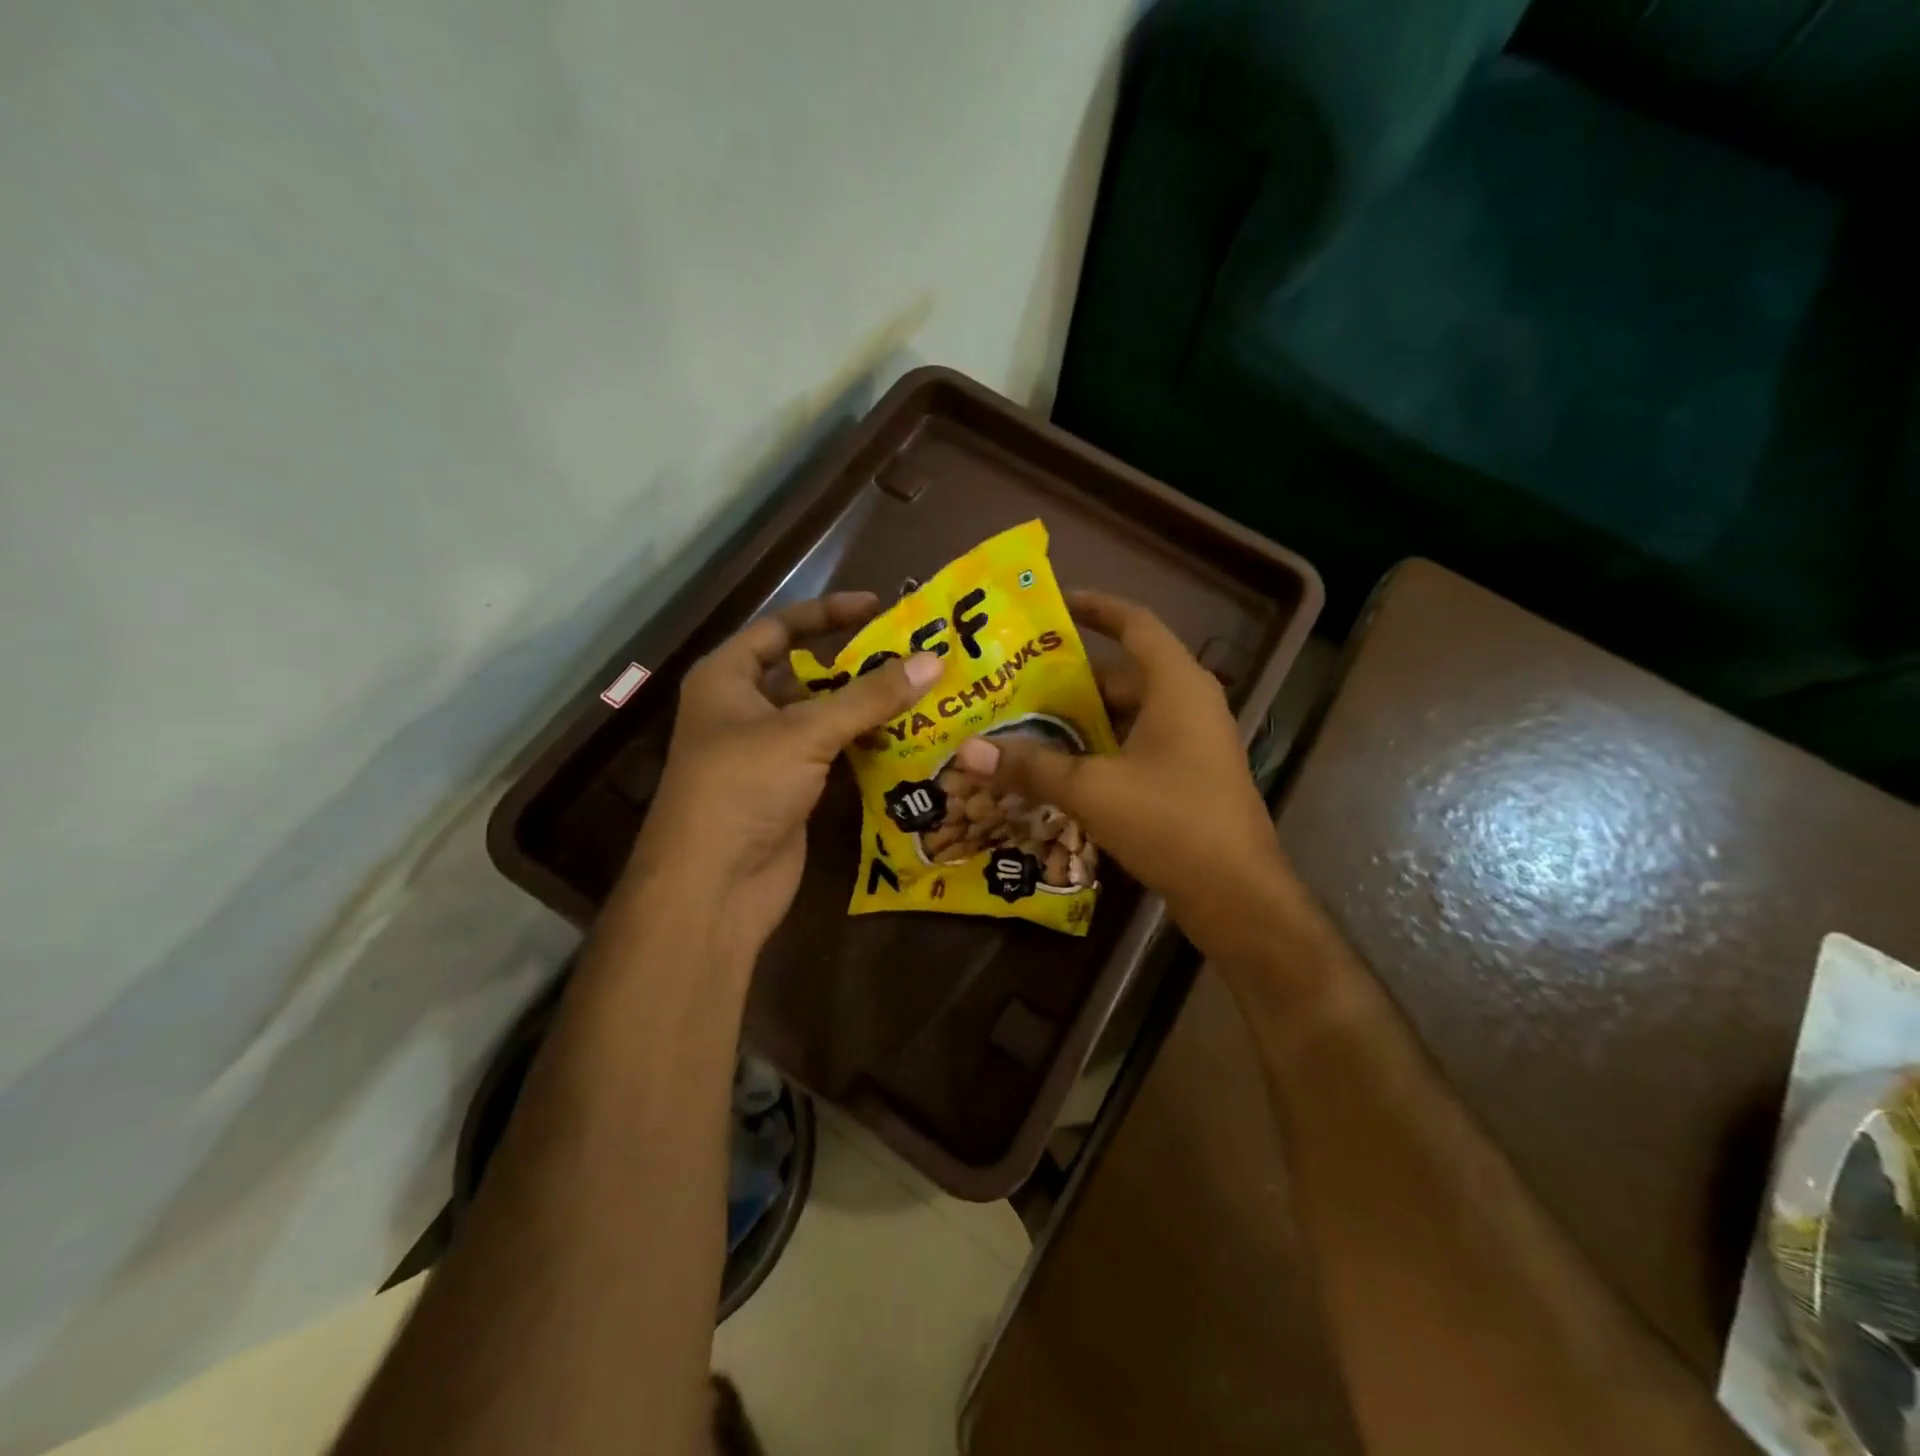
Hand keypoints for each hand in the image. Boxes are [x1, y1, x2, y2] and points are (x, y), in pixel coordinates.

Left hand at [626, 593, 940, 966]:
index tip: (880, 607)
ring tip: (925, 693)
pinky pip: (834, 754)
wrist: (713, 885)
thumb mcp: (805, 731)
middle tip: (917, 656)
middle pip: (808, 673)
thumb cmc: (743, 787)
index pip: (781, 627)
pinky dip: (867, 745)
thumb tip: (933, 661)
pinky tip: (910, 738)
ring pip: (826, 717)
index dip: (828, 613)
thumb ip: (870, 696)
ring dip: (869, 708)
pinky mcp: (792, 788)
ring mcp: (769, 752)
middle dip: (859, 666)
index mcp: (728, 678)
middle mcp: (745, 709)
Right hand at [953, 591, 1293, 948]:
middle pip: (1123, 674)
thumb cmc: (1171, 822)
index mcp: (1177, 685)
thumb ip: (1031, 767)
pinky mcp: (1188, 777)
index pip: (1135, 623)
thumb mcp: (1092, 790)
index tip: (1055, 604)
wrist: (1237, 894)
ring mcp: (1193, 743)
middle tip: (1017, 682)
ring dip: (1083, 719)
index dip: (1096, 607)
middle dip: (1071, 678)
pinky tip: (1061, 768)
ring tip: (1027, 723)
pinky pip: (1137, 746)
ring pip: (1128, 715)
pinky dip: (1101, 749)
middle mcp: (1189, 704)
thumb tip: (968, 752)